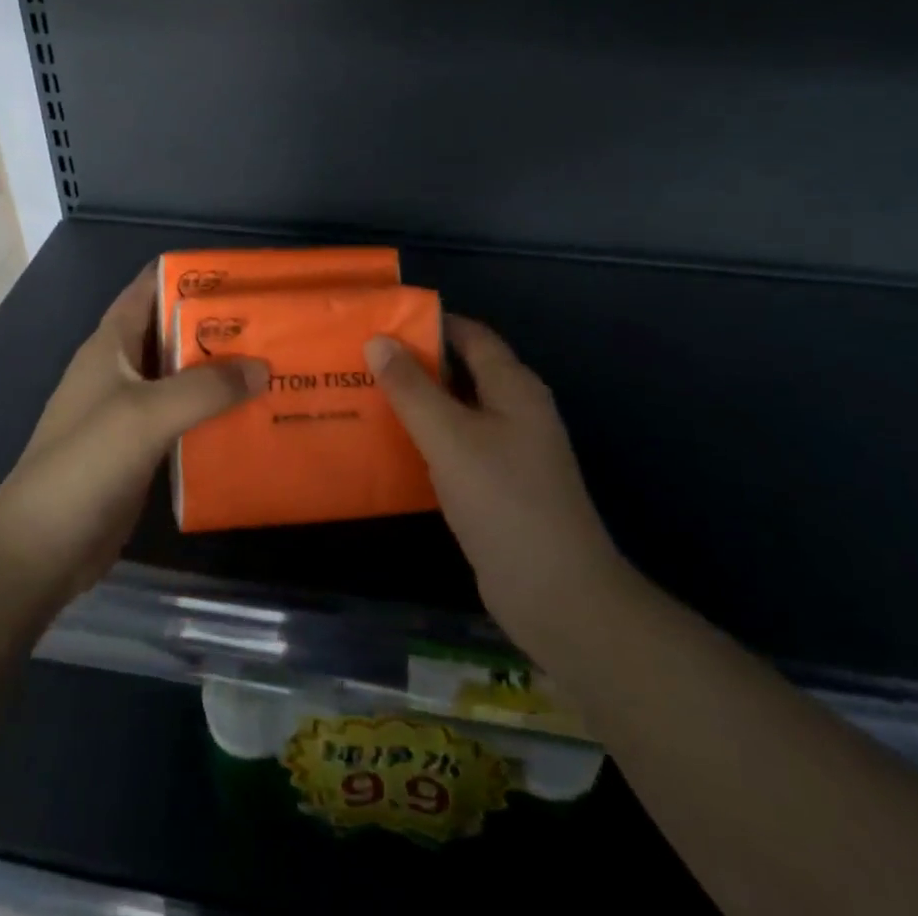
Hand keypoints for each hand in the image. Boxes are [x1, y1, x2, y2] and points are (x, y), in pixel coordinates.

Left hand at [0, 269, 266, 603]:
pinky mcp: (141, 448)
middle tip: (273, 322)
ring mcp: (129, 410)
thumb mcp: (147, 414)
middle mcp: (121, 369)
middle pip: (173, 331)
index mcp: (111, 344)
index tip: (241, 274)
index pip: (150, 288)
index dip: (190, 274)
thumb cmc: (86, 463)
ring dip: (220, 371)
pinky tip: (251, 416)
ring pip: (182, 376)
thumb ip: (206, 388)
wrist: (41, 548)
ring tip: (274, 365)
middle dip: (218, 325)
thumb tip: (263, 369)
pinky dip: (214, 411)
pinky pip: (184, 417)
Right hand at [365, 317, 624, 662]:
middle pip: (462, 371)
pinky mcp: (498, 486)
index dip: (429, 323)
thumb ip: (412, 388)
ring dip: (417, 403)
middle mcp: (515, 411)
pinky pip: (457, 447)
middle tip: (360, 360)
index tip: (380, 322)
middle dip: (415, 363)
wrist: (557, 595)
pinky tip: (390, 447)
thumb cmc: (504, 501)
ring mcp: (509, 451)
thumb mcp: (450, 438)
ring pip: (456, 411)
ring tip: (364, 395)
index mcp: (514, 387)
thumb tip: (378, 340)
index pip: (470, 335)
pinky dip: (426, 440)